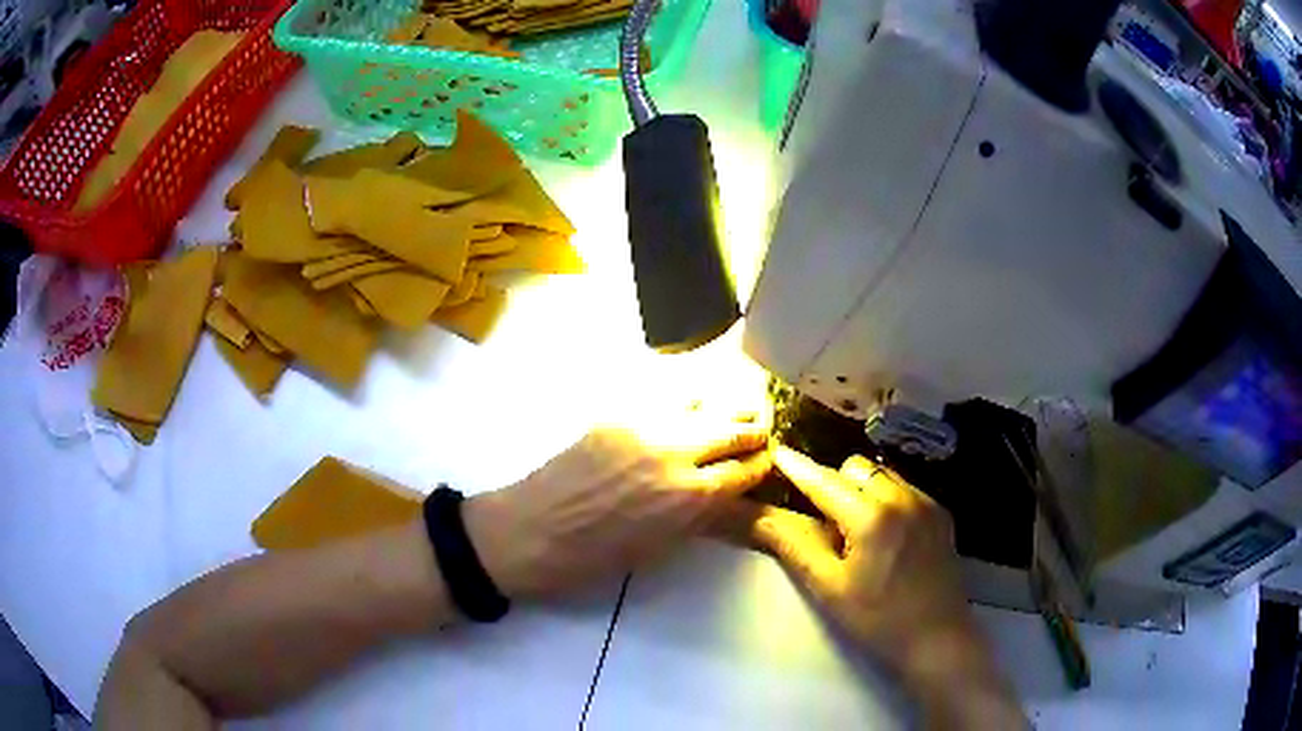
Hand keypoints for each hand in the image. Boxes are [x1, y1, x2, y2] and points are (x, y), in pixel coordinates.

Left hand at [462, 409, 771, 598]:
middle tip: (756, 432)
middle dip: (753, 430)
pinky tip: (684, 408)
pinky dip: (684, 402)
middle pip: (735, 428)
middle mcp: (677, 453)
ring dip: (722, 408)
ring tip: (726, 414)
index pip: (747, 468)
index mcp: (691, 498)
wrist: (529, 532)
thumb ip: (699, 514)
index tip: (766, 459)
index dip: (762, 462)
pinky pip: (663, 397)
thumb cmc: (593, 558)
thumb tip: (725, 493)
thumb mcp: (659, 547)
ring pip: (703, 402)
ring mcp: (645, 426)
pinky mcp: (617, 413)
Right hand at [742, 446, 1023, 728]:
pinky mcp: (941, 514)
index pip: (824, 481)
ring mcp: (927, 503)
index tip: (776, 452)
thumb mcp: (828, 587)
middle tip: (826, 522)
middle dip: (835, 484)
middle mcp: (903, 497)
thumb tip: (757, 514)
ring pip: (883, 474)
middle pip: (856, 468)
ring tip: (858, 531)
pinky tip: (887, 537)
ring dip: (862, 489)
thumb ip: (793, 544)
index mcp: (871, 516)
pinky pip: (905, 489)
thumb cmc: (878, 619)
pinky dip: (887, 499)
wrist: (937, 639)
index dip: (797, 467)